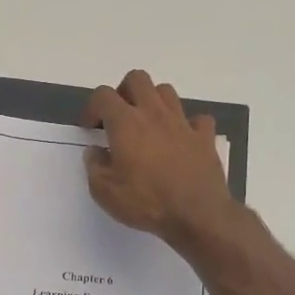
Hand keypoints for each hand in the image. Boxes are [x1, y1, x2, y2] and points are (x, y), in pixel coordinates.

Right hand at [82, 69, 234, 248]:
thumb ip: (94, 167)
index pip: (103, 95)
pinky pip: (197, 119)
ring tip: (147, 125)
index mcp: (126, 123)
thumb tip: (95, 151)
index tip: (90, 128)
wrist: (196, 214)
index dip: (92, 107)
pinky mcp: (204, 137)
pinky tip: (181, 140)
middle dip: (123, 92)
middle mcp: (154, 114)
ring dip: (153, 102)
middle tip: (118, 117)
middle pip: (137, 79)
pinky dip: (187, 125)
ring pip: (166, 91)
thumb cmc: (146, 202)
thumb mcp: (105, 192)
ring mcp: (182, 123)